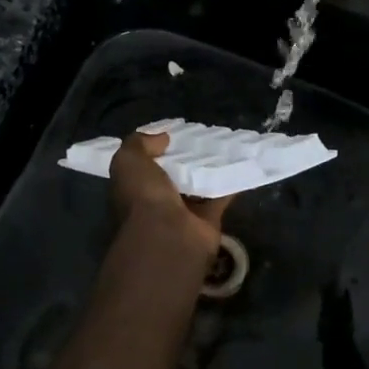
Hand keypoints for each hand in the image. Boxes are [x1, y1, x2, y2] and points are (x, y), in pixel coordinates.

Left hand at [109, 131, 232, 256]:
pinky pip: (220, 197)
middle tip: (204, 134)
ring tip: (225, 143)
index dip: (157, 149)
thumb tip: (161, 138)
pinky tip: (240, 162)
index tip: (174, 133)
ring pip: (198, 185)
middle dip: (187, 157)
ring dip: (210, 168)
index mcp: (134, 189)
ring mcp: (183, 213)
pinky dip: (230, 182)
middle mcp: (157, 201)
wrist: (168, 236)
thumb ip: (139, 144)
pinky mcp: (208, 220)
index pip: (145, 166)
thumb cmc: (143, 196)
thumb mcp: (128, 161)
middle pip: (174, 175)